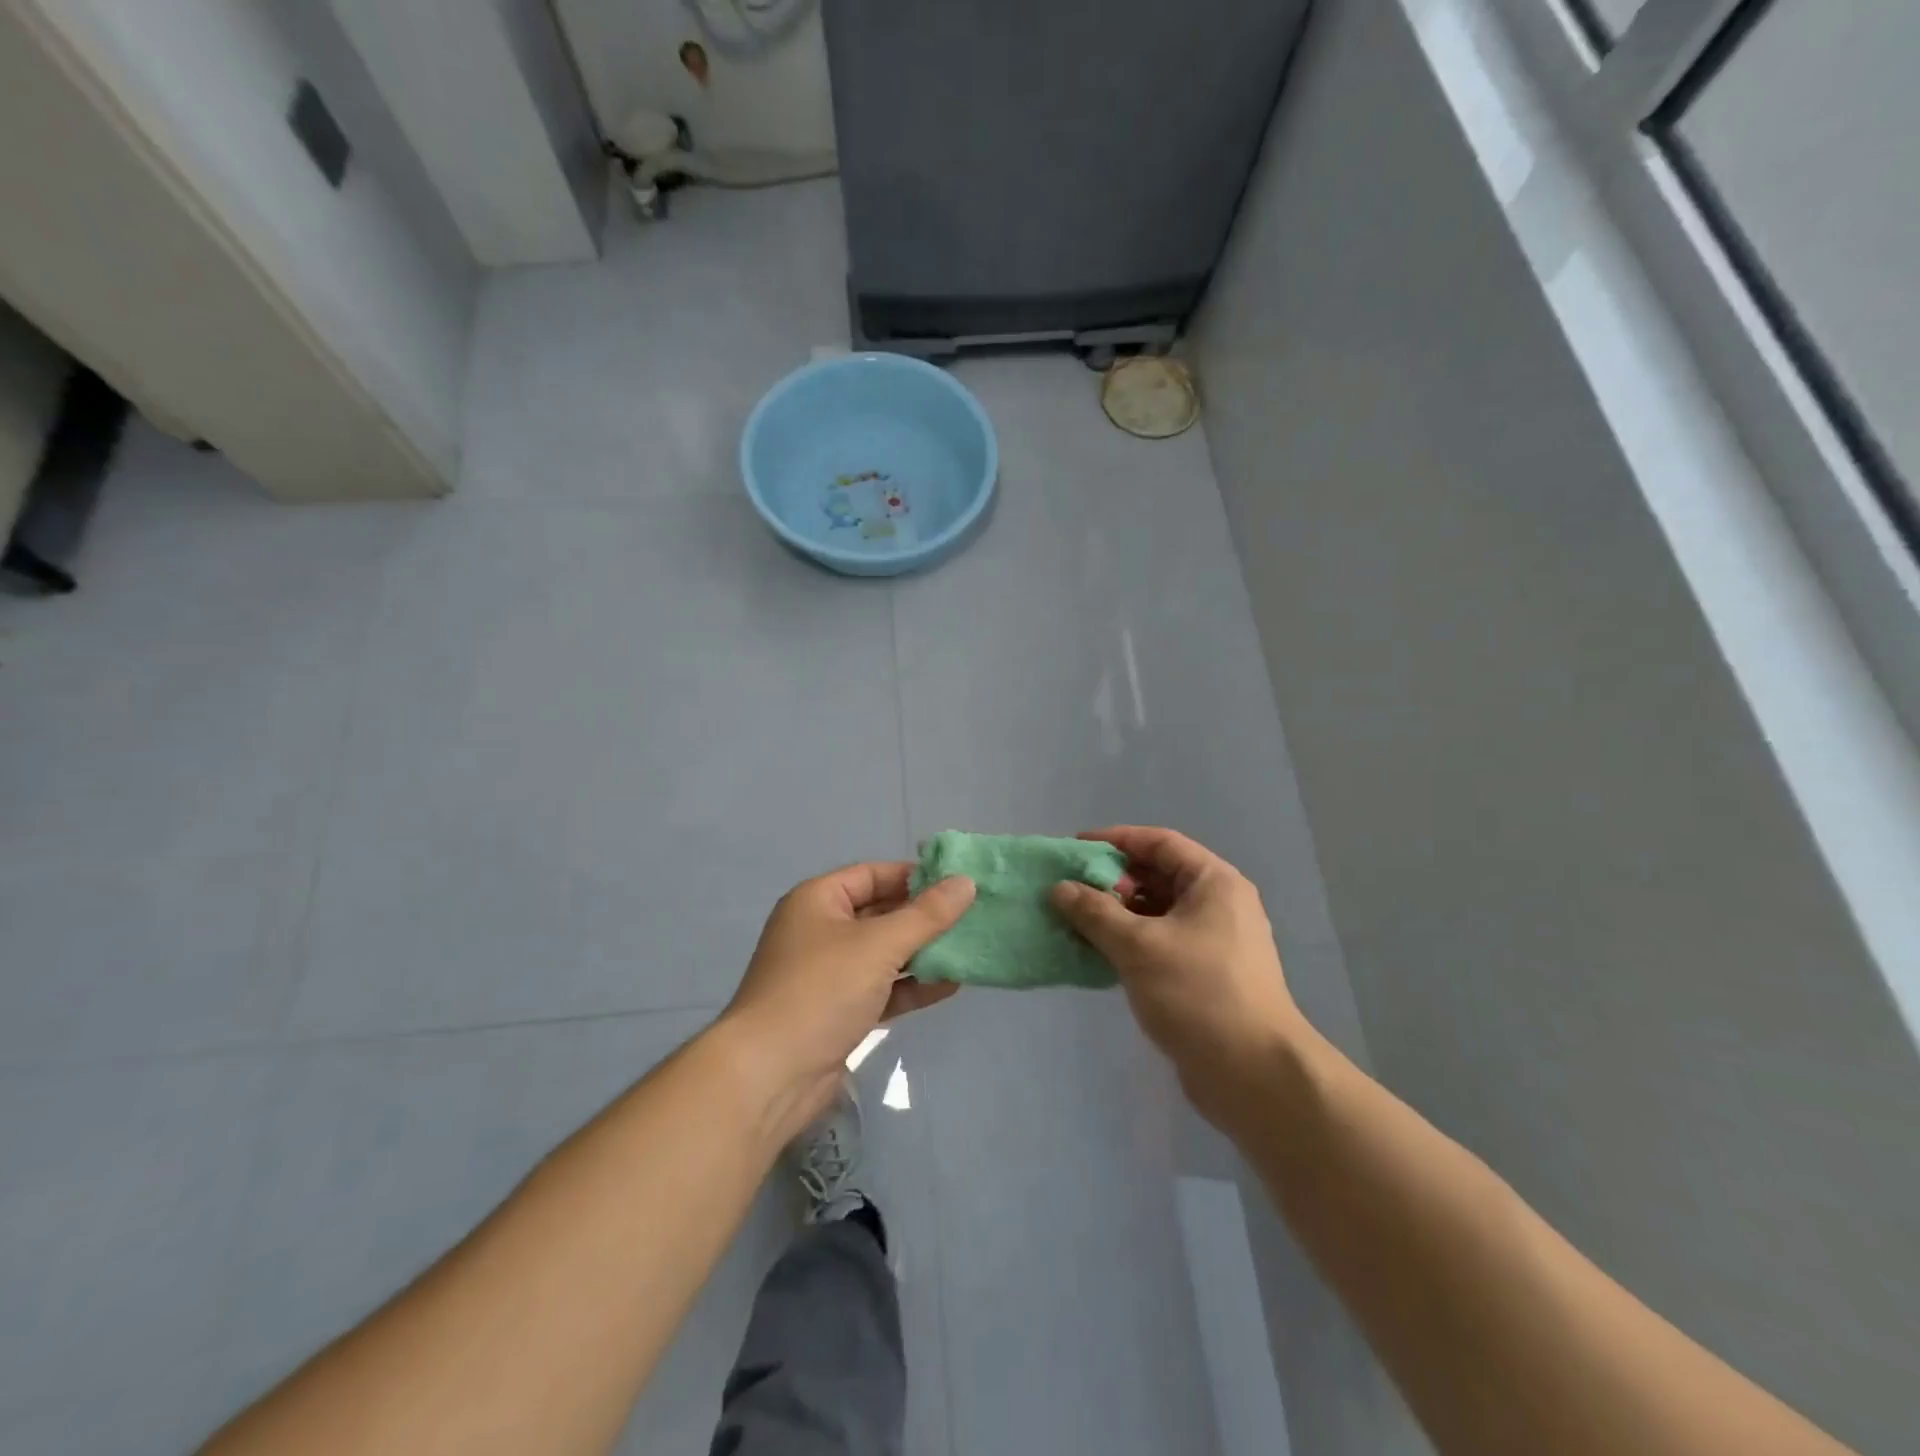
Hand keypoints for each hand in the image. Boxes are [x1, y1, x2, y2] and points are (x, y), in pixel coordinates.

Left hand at [721, 862, 974, 1138]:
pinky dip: (911, 987)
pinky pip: (881, 989)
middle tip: (971, 916)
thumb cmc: (821, 991)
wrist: (770, 1075)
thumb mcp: (879, 945)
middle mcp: (820, 931)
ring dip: (922, 953)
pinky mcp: (837, 1013)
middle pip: (880, 913)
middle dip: (923, 917)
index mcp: (817, 900)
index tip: (957, 883)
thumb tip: (965, 882)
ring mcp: (827, 975)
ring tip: (968, 949)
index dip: (914, 876)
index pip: (872, 874)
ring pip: (883, 954)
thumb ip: (926, 915)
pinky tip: (950, 986)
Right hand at [1051, 826, 1305, 1130]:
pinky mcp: (1206, 975)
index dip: (1115, 840)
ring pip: (1157, 913)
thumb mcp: (1138, 946)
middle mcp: (1219, 904)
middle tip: (1070, 889)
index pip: (1159, 842)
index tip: (1075, 848)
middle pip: (1158, 876)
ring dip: (1117, 914)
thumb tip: (1059, 888)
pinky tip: (1098, 954)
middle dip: (1112, 880)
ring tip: (1075, 922)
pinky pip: (1161, 943)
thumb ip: (1095, 912)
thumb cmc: (1198, 993)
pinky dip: (1130, 942)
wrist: (1253, 1075)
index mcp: (1214, 883)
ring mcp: (1215, 942)